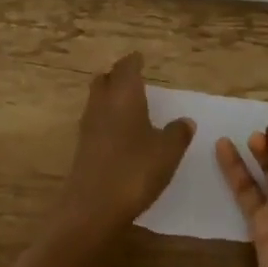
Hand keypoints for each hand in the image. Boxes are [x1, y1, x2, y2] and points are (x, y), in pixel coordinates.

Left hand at [55, 53, 194, 235]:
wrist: (92, 208)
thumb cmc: (134, 171)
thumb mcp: (167, 152)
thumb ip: (177, 133)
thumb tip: (185, 121)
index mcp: (124, 95)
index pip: (127, 67)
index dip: (134, 61)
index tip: (140, 58)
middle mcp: (103, 104)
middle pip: (105, 79)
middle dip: (117, 75)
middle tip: (133, 78)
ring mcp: (89, 126)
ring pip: (97, 99)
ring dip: (110, 96)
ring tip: (129, 104)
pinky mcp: (83, 147)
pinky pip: (95, 121)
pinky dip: (107, 118)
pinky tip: (120, 132)